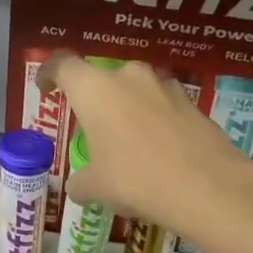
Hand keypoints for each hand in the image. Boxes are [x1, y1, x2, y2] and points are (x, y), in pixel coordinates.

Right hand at [39, 53, 252, 236]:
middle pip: (102, 79)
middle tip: (92, 132)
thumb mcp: (95, 187)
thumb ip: (81, 182)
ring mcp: (165, 87)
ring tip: (128, 144)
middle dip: (95, 101)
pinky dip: (155, 123)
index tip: (46, 90)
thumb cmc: (134, 178)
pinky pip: (163, 108)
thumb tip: (78, 187)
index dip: (50, 74)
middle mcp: (128, 77)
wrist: (206, 186)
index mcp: (94, 89)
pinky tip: (159, 153)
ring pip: (136, 91)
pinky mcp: (193, 104)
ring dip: (128, 110)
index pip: (63, 65)